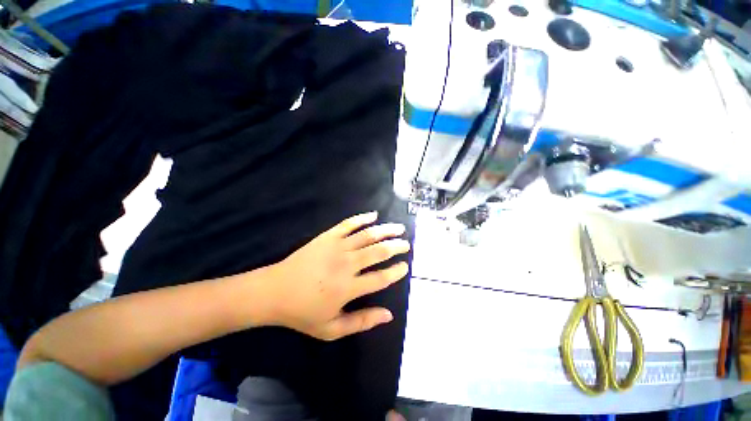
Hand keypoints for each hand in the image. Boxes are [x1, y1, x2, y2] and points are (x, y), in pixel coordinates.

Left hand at [264, 211, 409, 340]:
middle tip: (406, 244)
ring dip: (386, 230)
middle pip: (379, 251)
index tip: (405, 267)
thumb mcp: (331, 329)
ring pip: (367, 235)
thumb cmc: (303, 312)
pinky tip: (373, 215)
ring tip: (398, 228)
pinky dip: (362, 218)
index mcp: (349, 288)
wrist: (274, 291)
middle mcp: (347, 264)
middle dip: (396, 247)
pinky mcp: (327, 236)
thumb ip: (362, 322)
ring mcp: (337, 247)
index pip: (381, 278)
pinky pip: (348, 224)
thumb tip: (388, 315)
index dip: (396, 272)